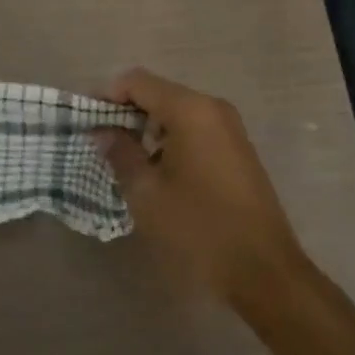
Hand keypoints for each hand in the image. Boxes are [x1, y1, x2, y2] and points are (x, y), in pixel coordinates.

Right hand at [96, 69, 305, 309]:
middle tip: (103, 142)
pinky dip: (171, 139)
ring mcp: (229, 127)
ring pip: (177, 111)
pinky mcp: (237, 149)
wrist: (266, 273)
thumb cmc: (200, 229)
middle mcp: (212, 107)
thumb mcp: (148, 194)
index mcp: (190, 109)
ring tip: (127, 160)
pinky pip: (195, 128)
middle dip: (127, 112)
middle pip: (158, 93)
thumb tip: (102, 131)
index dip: (108, 95)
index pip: (137, 81)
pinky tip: (159, 172)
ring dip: (149, 127)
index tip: (88, 120)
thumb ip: (120, 153)